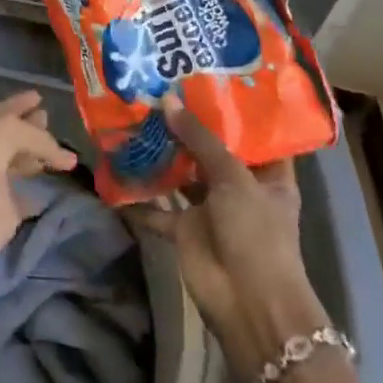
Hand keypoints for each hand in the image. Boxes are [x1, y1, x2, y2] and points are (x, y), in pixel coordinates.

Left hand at [0, 92, 76, 291]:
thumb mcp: (3, 132)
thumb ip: (36, 137)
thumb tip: (65, 155)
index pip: (3, 110)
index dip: (19, 103)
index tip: (39, 97)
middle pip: (12, 137)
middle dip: (31, 128)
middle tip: (51, 122)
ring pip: (20, 166)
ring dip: (37, 159)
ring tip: (64, 155)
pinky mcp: (4, 215)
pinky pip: (26, 202)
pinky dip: (38, 197)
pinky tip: (53, 191)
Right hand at [136, 92, 331, 378]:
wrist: (248, 305)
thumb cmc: (256, 233)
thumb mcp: (233, 178)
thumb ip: (199, 139)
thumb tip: (166, 100)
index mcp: (268, 176)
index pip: (255, 134)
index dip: (235, 108)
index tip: (209, 77)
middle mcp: (239, 188)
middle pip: (211, 150)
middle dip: (187, 125)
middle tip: (160, 87)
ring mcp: (210, 210)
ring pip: (181, 174)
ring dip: (161, 153)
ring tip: (135, 115)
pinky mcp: (184, 230)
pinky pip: (156, 207)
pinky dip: (137, 195)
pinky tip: (114, 169)